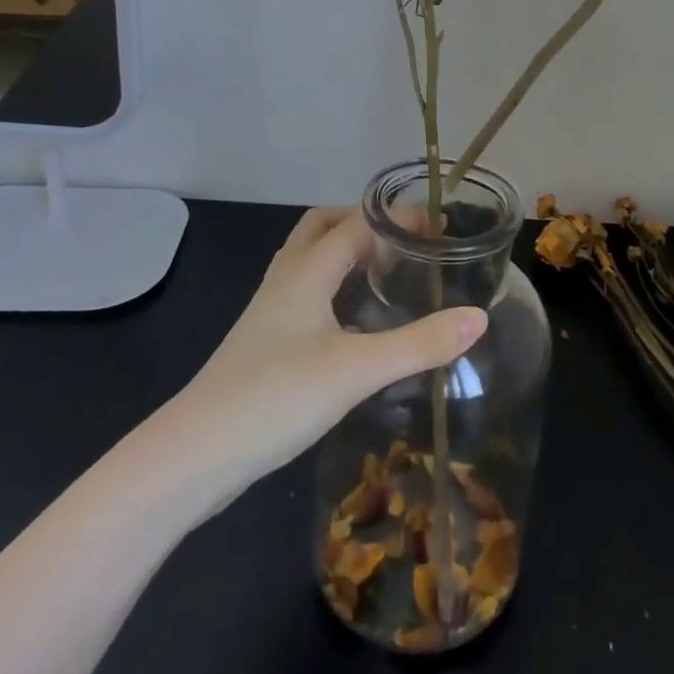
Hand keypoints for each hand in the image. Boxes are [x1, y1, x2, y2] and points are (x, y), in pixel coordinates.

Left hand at [176, 206, 486, 496]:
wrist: (195, 455)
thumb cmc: (276, 397)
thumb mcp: (357, 369)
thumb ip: (419, 344)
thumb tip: (478, 318)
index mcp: (306, 270)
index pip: (356, 222)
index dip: (396, 218)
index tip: (437, 228)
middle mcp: (286, 278)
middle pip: (324, 227)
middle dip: (365, 223)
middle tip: (407, 242)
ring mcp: (271, 310)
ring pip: (311, 260)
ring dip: (347, 253)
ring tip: (389, 273)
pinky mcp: (267, 341)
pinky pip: (307, 292)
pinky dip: (335, 287)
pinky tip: (356, 322)